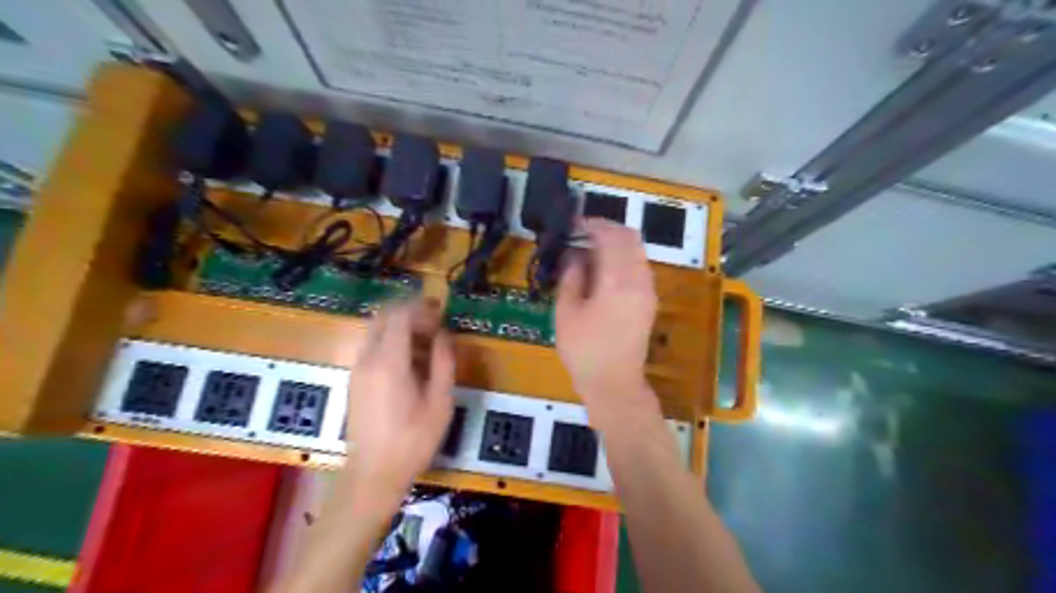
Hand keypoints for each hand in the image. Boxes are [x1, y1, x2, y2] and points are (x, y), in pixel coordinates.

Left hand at [342, 301, 449, 498]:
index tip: (441, 316)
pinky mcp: (355, 380)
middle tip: (435, 325)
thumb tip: (444, 335)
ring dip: (401, 328)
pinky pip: (372, 347)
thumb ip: (444, 362)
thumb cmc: (413, 440)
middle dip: (410, 313)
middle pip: (384, 316)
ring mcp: (357, 369)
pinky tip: (411, 364)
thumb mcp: (440, 402)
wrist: (372, 475)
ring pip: (376, 330)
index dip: (422, 309)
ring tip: (427, 345)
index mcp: (389, 361)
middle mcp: (367, 358)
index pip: (400, 314)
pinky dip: (391, 342)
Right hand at [557, 220, 657, 400]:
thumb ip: (572, 276)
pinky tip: (605, 270)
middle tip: (582, 233)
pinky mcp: (650, 300)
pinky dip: (624, 258)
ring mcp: (648, 290)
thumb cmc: (584, 350)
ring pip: (638, 250)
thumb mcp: (567, 311)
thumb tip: (575, 254)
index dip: (592, 224)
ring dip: (617, 243)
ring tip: (591, 251)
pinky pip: (640, 266)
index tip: (574, 224)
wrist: (614, 383)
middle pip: (630, 237)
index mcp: (617, 279)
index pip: (611, 235)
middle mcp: (639, 279)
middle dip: (607, 229)